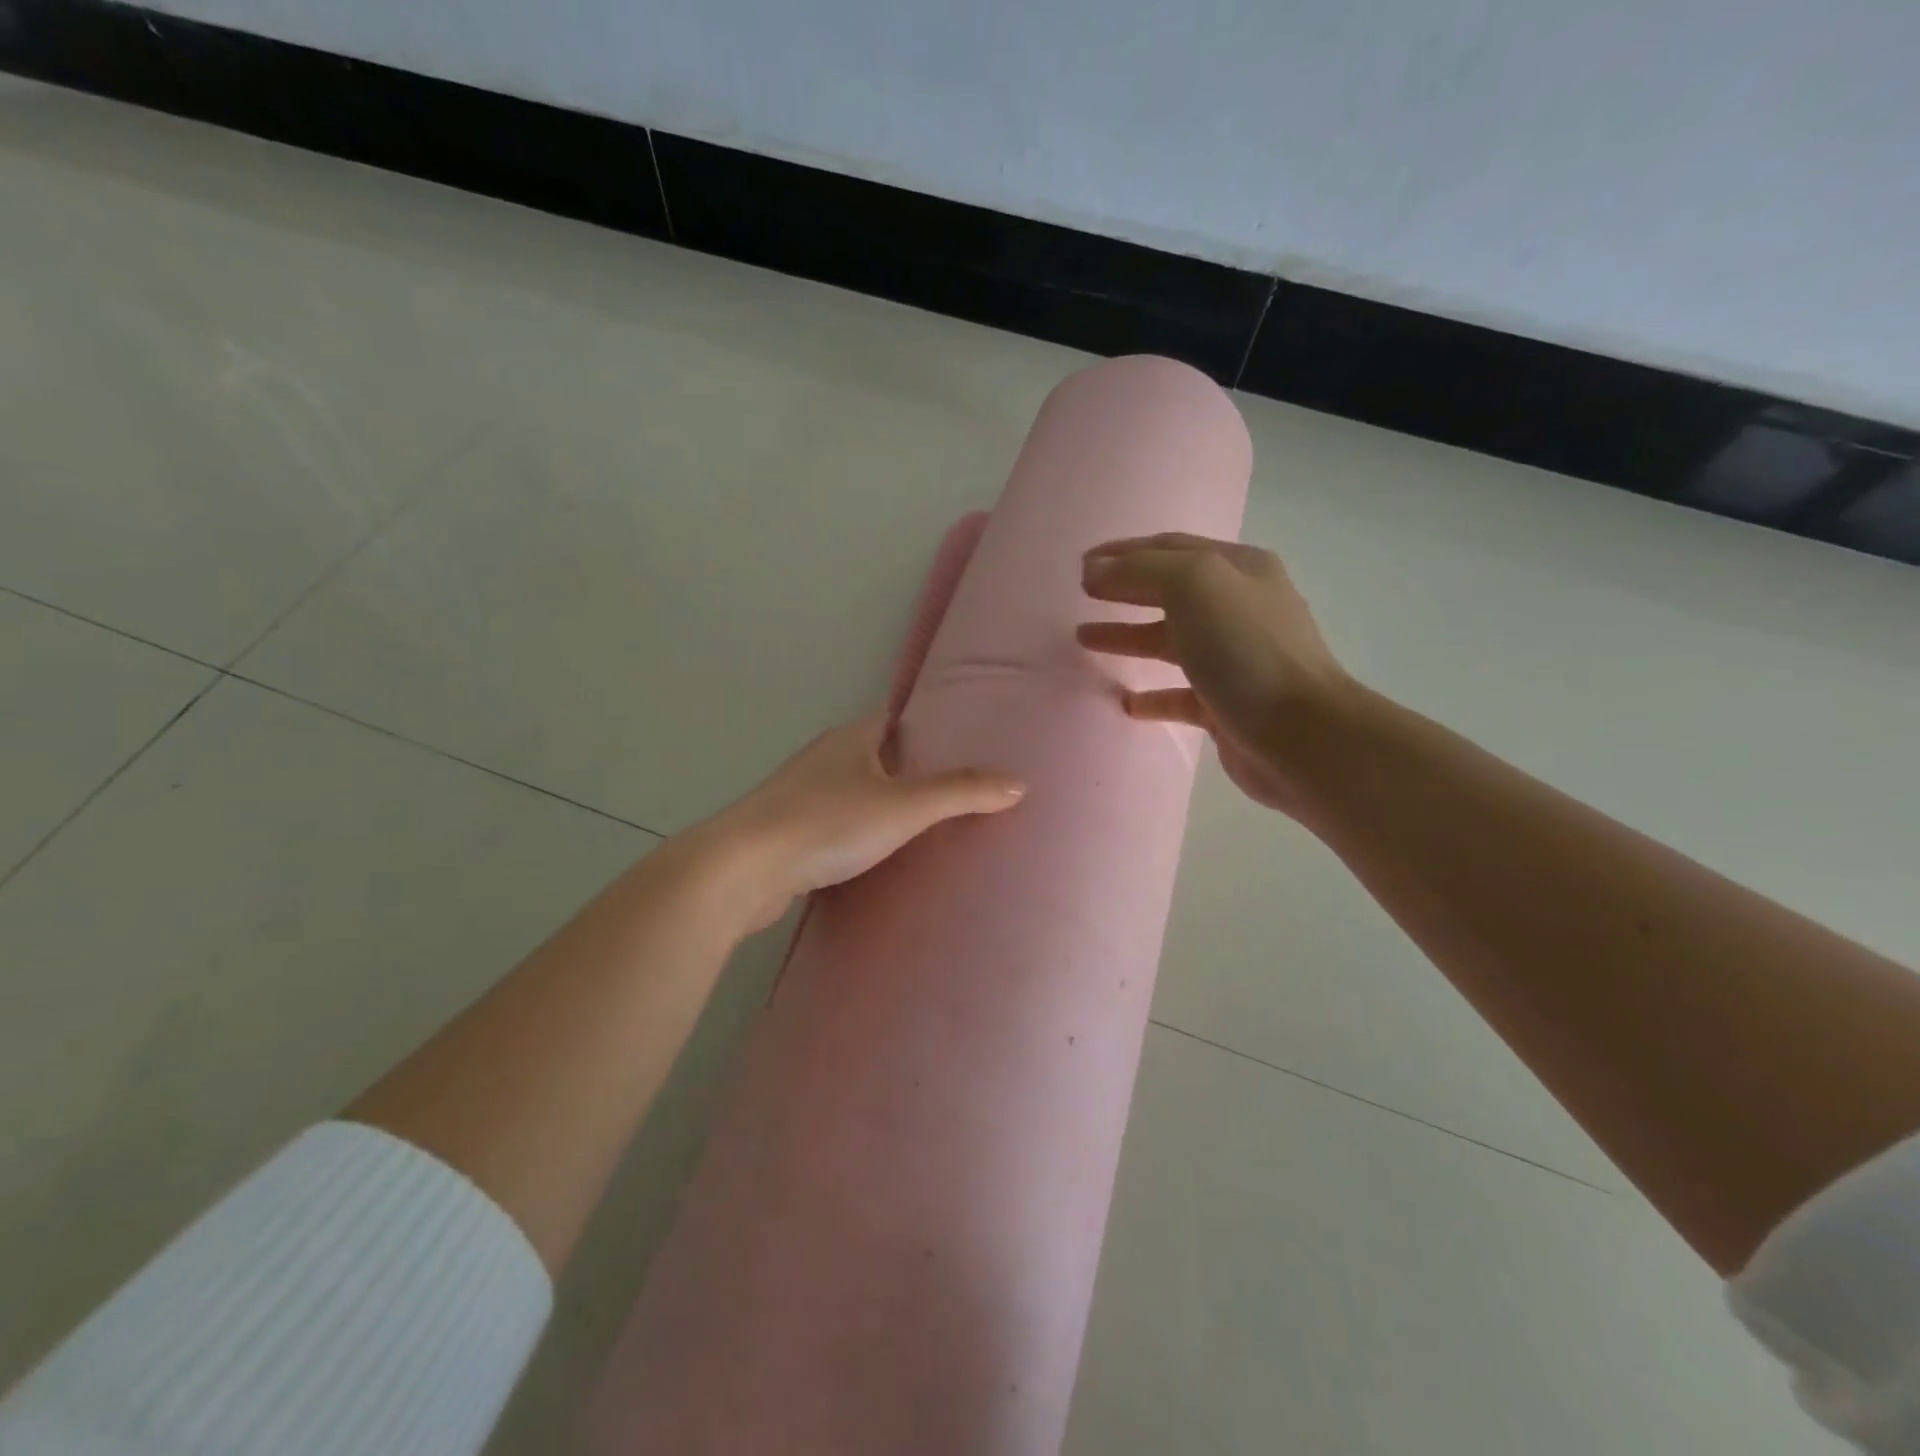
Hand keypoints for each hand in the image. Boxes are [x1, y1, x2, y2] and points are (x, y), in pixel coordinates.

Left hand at [697, 713, 1025, 930]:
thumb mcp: (904, 806)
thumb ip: (960, 793)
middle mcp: (824, 758)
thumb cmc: (827, 823)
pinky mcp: (788, 833)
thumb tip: (1018, 782)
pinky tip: (876, 857)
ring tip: (922, 825)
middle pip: (875, 755)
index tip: (961, 741)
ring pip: (853, 792)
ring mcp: (801, 796)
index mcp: (851, 738)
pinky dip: (857, 833)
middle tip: (954, 789)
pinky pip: (835, 825)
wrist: (744, 869)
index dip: (927, 727)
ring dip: (881, 803)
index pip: (894, 719)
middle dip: (909, 768)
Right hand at [1076, 533, 1350, 814]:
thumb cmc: (1246, 650)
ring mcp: (1235, 659)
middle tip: (1081, 595)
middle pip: (1169, 591)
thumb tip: (1095, 571)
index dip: (1123, 552)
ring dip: (1128, 637)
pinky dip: (1151, 695)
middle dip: (1123, 590)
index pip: (1171, 548)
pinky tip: (1125, 702)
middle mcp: (1240, 608)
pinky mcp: (1226, 705)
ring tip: (1084, 639)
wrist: (1299, 735)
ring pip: (1170, 641)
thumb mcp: (1194, 586)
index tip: (1081, 565)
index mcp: (1239, 569)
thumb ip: (1140, 571)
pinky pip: (1179, 694)